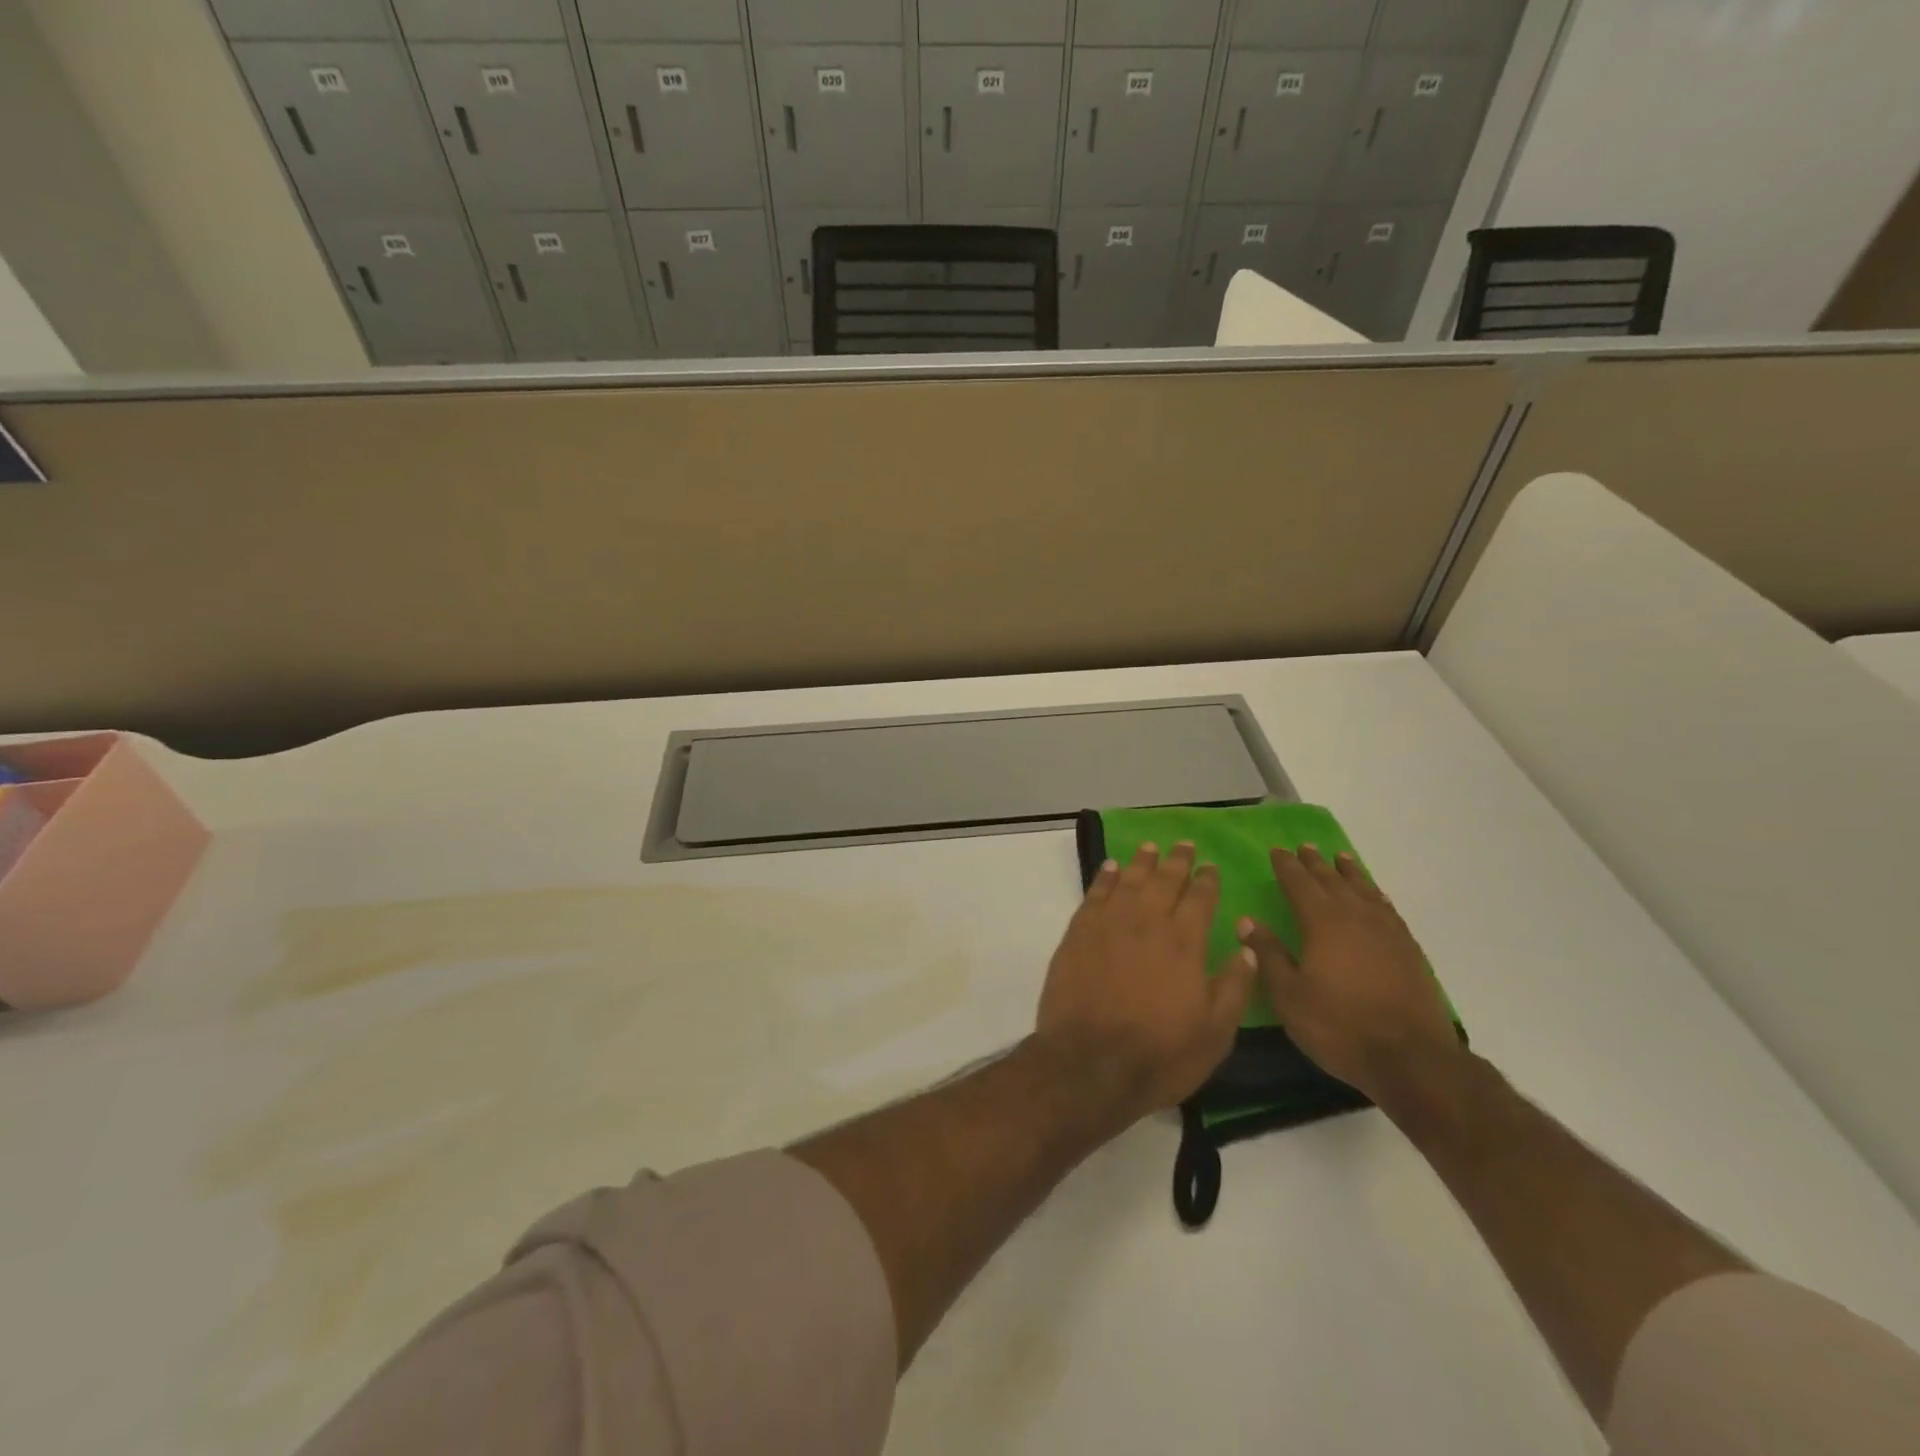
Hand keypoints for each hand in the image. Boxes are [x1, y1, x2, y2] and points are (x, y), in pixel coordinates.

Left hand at [1036, 841, 1255, 1119]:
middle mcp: (1147, 922)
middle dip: (1177, 861)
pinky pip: (1095, 893)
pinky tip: (1110, 868)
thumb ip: (1234, 986)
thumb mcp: (1215, 1032)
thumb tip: (1247, 948)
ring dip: (1142, 862)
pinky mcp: (1078, 933)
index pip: (1200, 898)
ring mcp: (1109, 924)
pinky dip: (1104, 877)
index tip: (1211, 867)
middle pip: (1165, 880)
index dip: (1207, 880)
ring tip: (1150, 848)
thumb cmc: (1160, 1053)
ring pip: (1129, 880)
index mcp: (1184, 942)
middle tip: (1184, 846)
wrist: (1090, 1062)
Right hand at [1237, 846, 1460, 1103]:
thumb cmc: (1339, 1026)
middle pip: (1332, 881)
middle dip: (1315, 863)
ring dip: (1348, 872)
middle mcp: (1355, 917)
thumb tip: (1247, 920)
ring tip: (1340, 857)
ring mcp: (1387, 932)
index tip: (1276, 850)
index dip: (1286, 866)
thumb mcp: (1289, 996)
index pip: (1299, 884)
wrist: (1411, 1058)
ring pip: (1363, 890)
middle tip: (1304, 846)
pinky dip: (1375, 895)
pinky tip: (1374, 896)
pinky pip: (1387, 908)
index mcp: (1322, 923)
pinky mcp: (1409, 949)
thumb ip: (1268, 955)